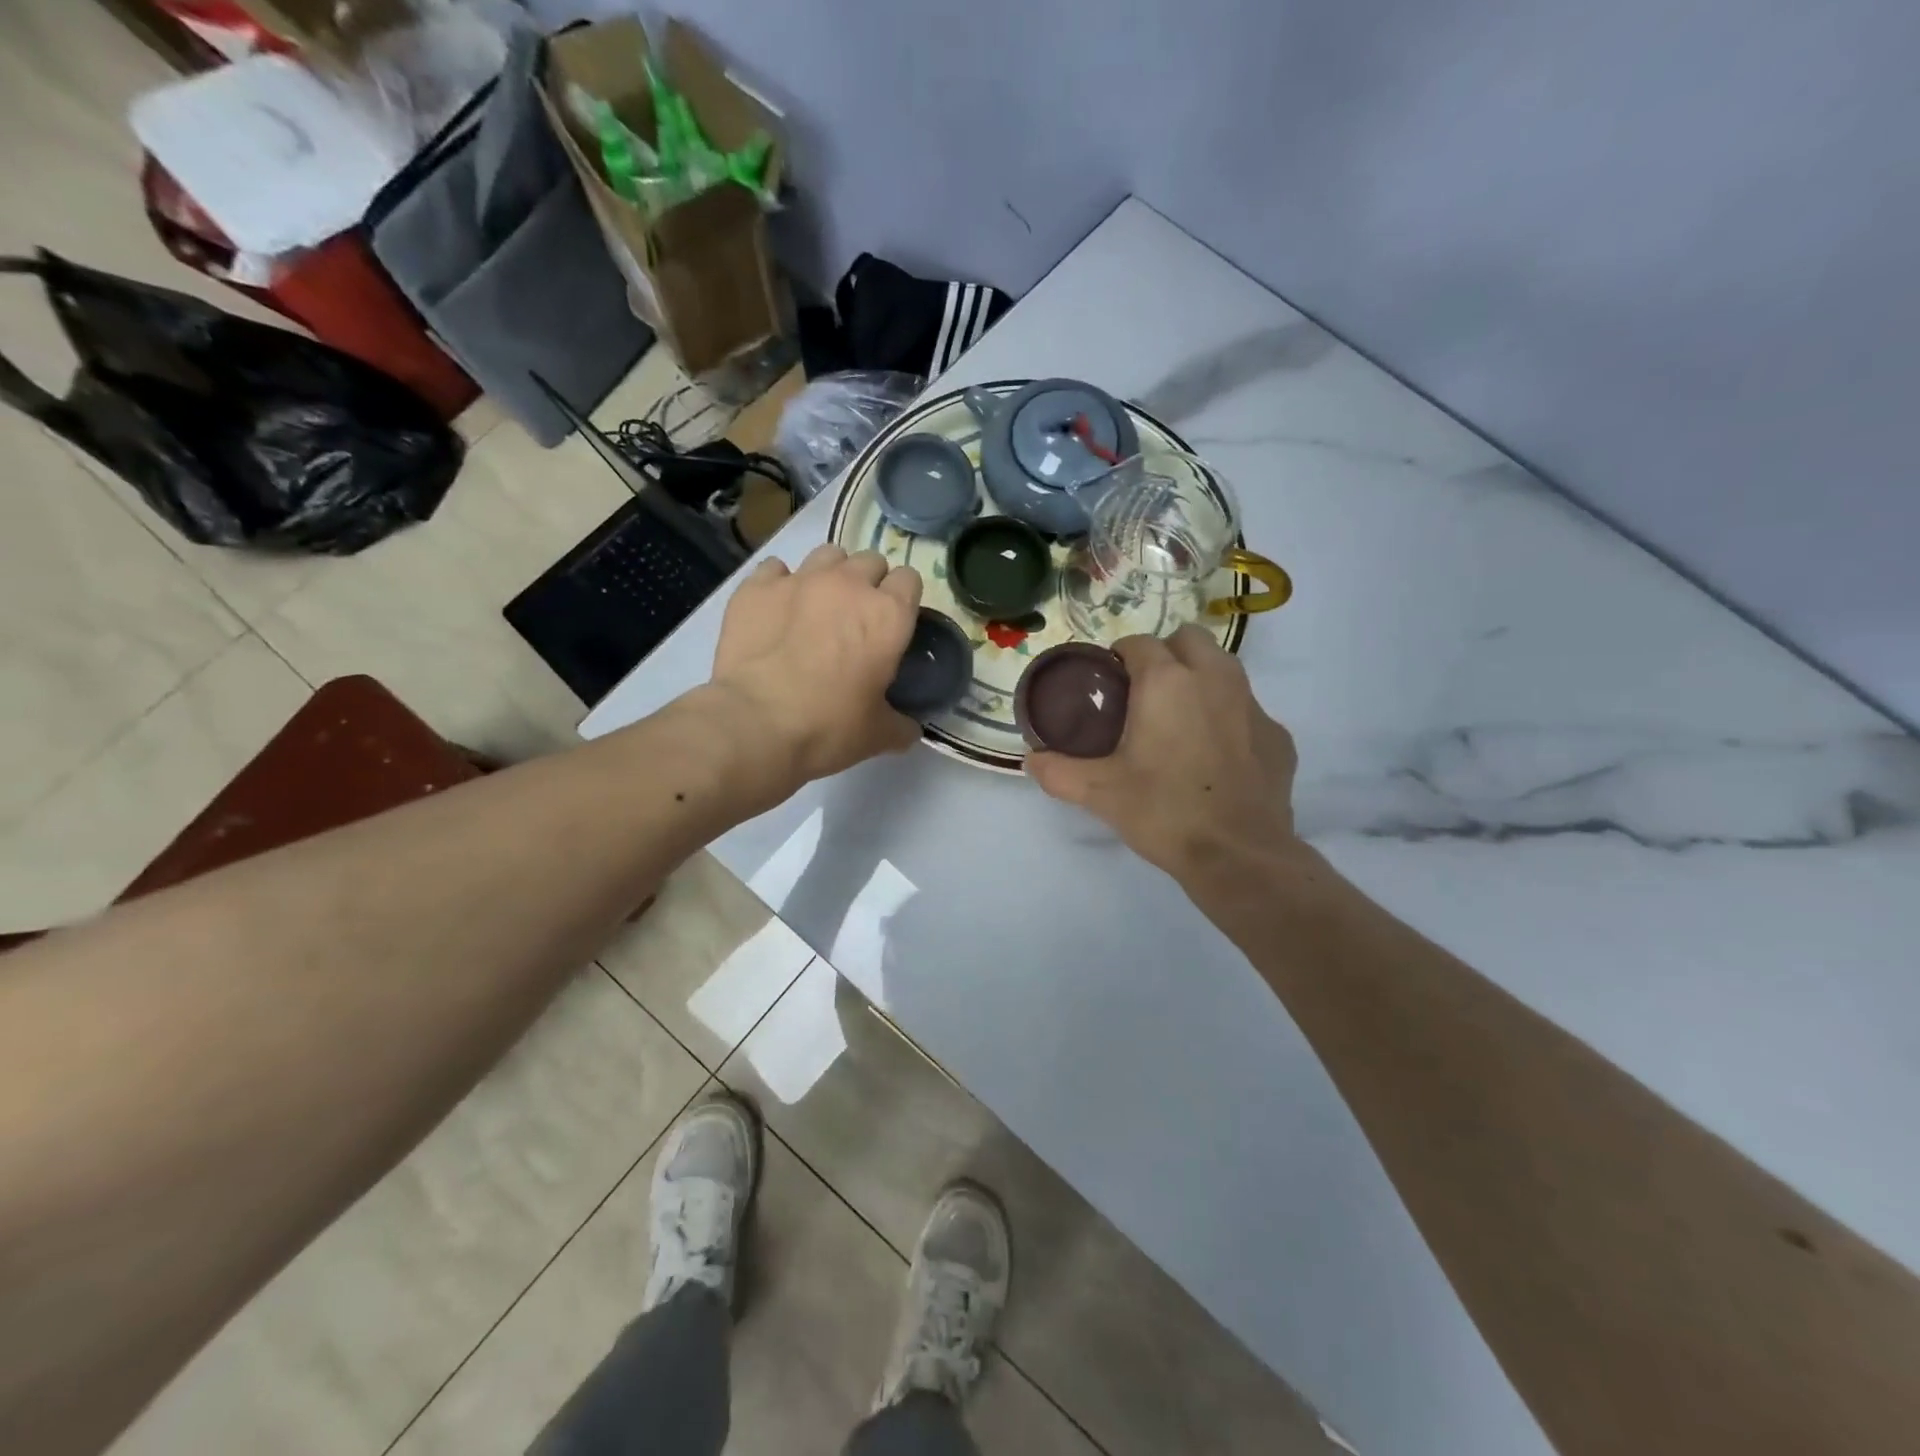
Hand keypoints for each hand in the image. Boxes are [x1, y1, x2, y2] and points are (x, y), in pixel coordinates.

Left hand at [710, 543, 922, 784]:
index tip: (894, 623)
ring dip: (830, 574)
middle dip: (869, 582)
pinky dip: (780, 583)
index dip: (904, 599)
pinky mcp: (756, 587)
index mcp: (888, 616)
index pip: (910, 579)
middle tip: (857, 618)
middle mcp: (849, 585)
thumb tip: (908, 728)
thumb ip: (900, 725)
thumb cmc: (829, 727)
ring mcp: (800, 579)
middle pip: (870, 560)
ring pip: (827, 554)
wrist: (756, 724)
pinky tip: (776, 609)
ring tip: (818, 605)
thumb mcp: (878, 735)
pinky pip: (776, 568)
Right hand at [1026, 626, 1298, 879]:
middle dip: (1166, 654)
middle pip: (1189, 638)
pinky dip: (1229, 719)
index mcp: (1167, 682)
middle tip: (1145, 694)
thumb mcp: (1099, 793)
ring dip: (1200, 679)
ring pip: (1224, 668)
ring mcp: (1253, 706)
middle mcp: (1214, 679)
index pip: (1138, 643)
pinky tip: (1216, 757)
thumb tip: (1031, 761)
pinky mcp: (1278, 735)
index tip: (1108, 684)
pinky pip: (1247, 710)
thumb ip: (1058, 771)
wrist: (1238, 855)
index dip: (1118, 657)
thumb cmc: (1163, 812)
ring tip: (1180, 720)